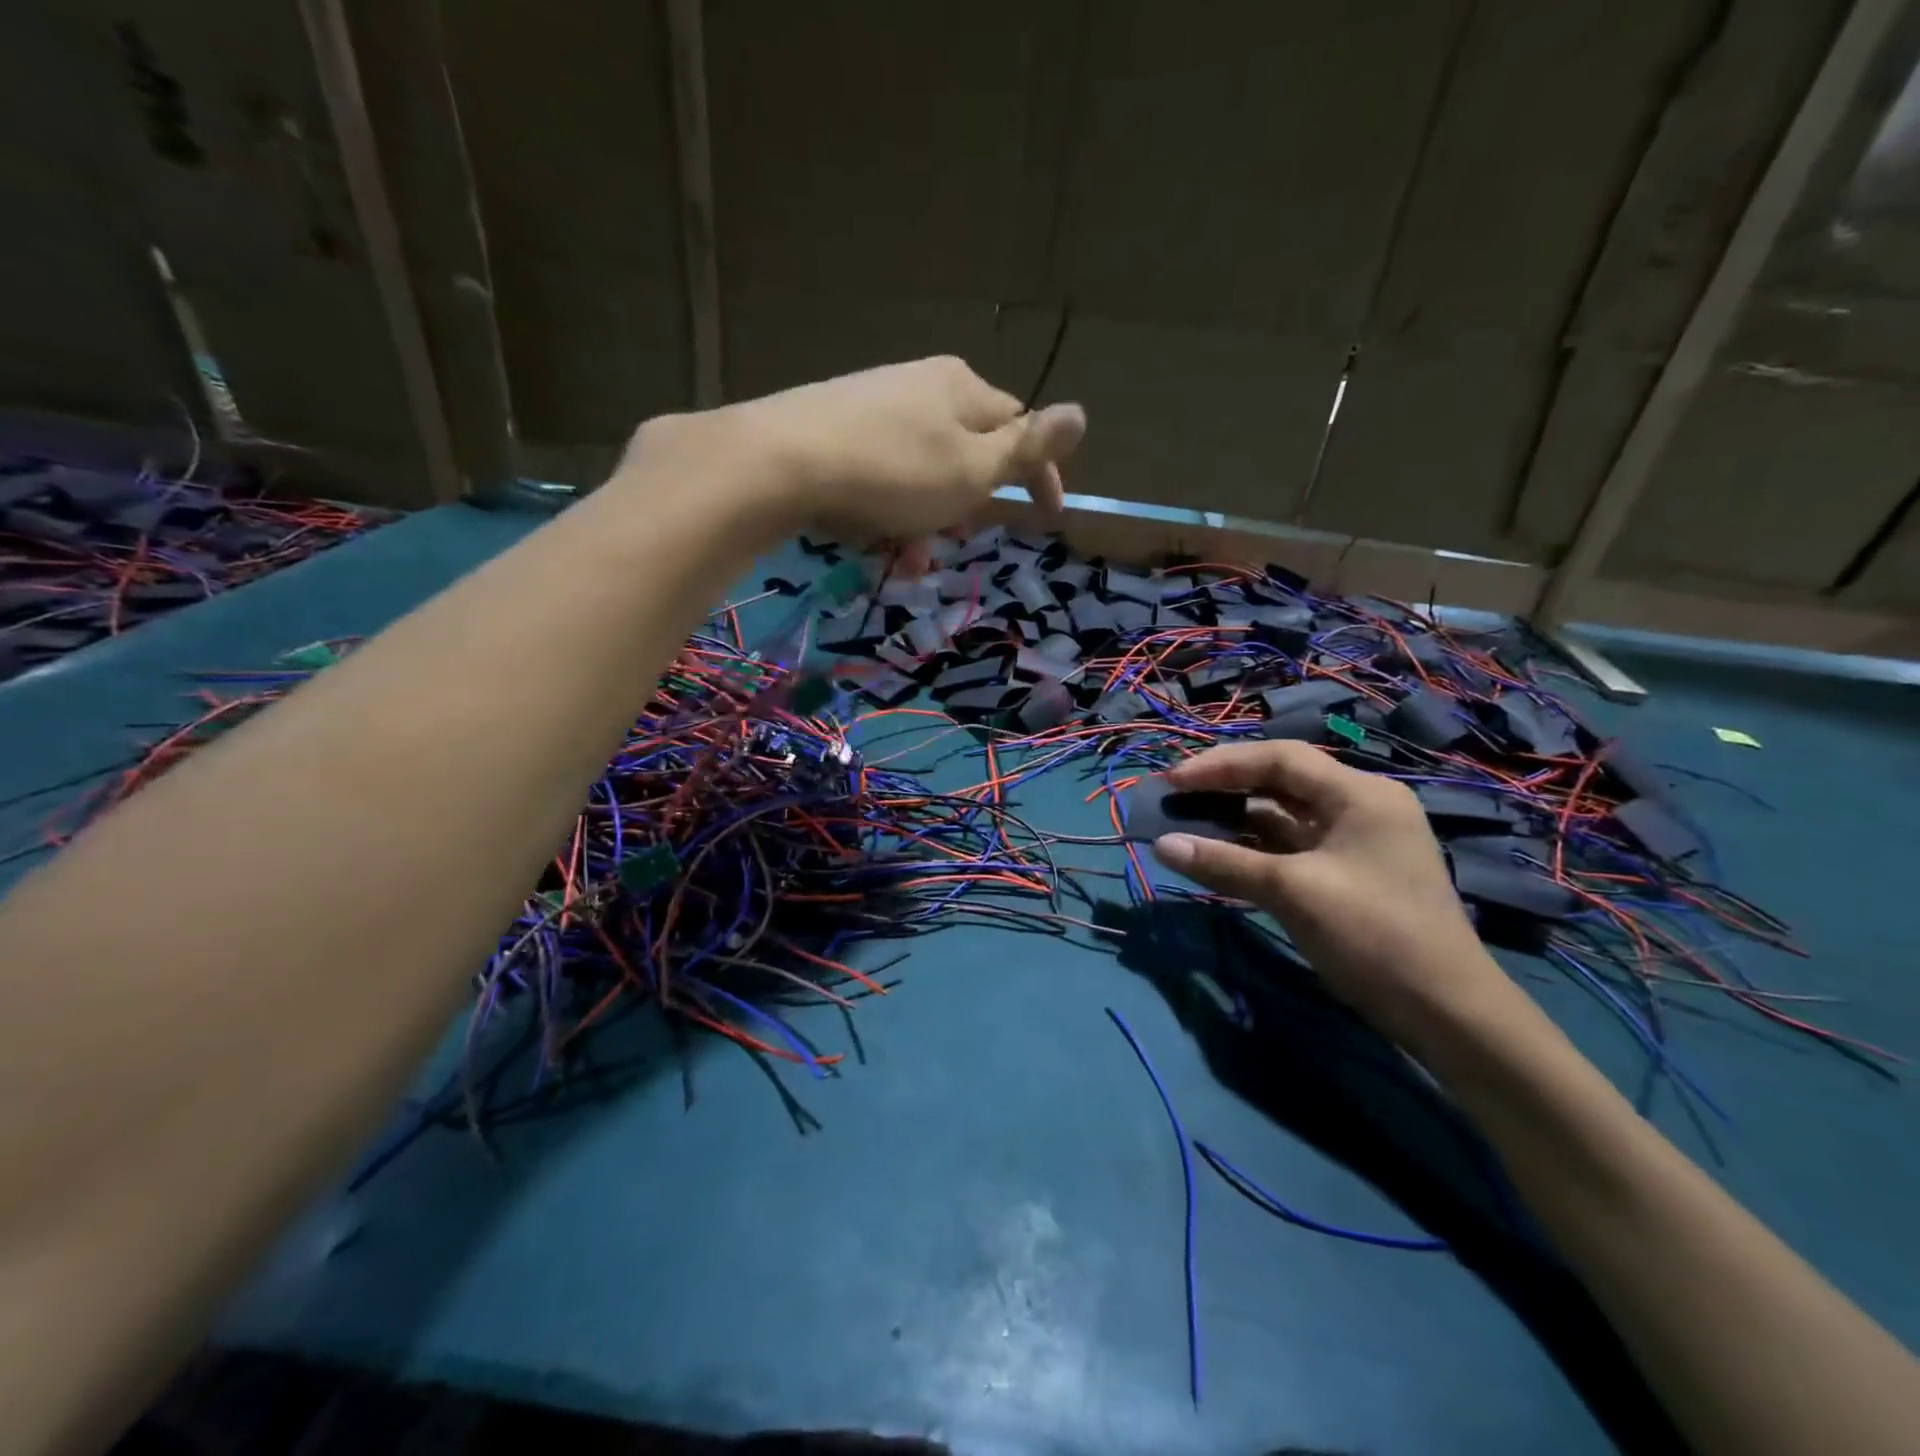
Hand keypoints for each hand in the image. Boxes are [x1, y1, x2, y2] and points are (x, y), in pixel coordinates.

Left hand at [623, 357, 1085, 555]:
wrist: (780, 462)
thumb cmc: (893, 472)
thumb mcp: (972, 469)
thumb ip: (1025, 448)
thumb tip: (1081, 413)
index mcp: (961, 388)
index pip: (1019, 428)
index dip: (1039, 475)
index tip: (1050, 517)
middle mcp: (919, 386)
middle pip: (965, 453)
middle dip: (968, 505)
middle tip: (957, 538)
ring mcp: (872, 406)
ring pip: (921, 474)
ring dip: (926, 520)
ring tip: (908, 558)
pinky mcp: (833, 431)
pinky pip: (881, 477)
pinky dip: (888, 512)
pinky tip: (872, 540)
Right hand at [1151, 740, 1514, 1046]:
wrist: (1446, 1012)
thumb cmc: (1373, 935)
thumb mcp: (1292, 892)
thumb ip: (1224, 863)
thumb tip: (1161, 845)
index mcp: (1359, 794)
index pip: (1280, 758)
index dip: (1221, 764)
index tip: (1173, 781)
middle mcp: (1362, 806)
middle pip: (1283, 780)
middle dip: (1228, 786)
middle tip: (1178, 797)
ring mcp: (1358, 840)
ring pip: (1287, 814)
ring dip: (1240, 817)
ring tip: (1191, 823)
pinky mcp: (1352, 872)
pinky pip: (1295, 845)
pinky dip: (1258, 846)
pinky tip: (1225, 853)